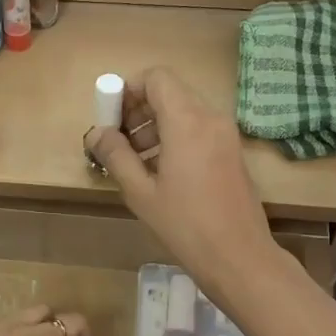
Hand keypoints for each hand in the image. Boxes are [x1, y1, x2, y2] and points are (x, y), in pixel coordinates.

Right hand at [85, 69, 277, 284]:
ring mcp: (226, 135)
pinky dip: (175, 139)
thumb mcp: (141, 192)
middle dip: (139, 110)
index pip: (156, 78)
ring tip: (135, 162)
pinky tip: (160, 173)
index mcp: (187, 122)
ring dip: (155, 126)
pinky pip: (199, 131)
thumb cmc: (185, 225)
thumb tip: (97, 133)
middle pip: (170, 93)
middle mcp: (211, 118)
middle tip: (117, 142)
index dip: (128, 90)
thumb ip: (116, 156)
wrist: (239, 257)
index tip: (111, 119)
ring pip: (185, 112)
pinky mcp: (232, 153)